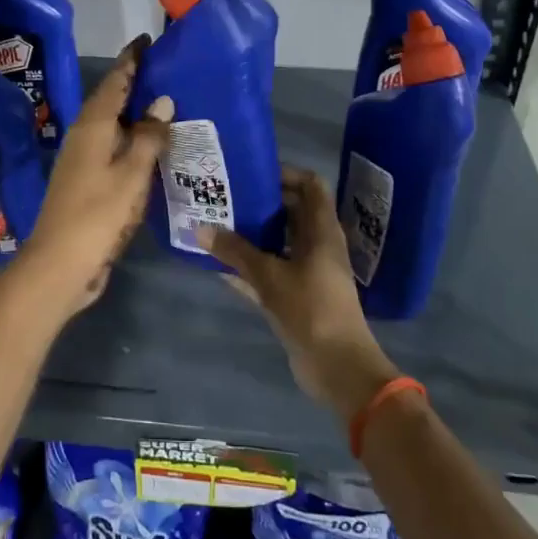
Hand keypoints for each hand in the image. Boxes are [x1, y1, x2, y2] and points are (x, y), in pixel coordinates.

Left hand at [12, 37, 173, 317]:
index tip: (148, 41)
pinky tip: (149, 147)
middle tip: (165, 69)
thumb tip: (162, 101)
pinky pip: (112, 148)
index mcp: (92, 126)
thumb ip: (147, 136)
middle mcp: (83, 136)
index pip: (114, 82)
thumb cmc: (97, 214)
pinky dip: (130, 139)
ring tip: (164, 103)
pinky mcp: (86, 182)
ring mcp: (82, 160)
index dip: (132, 60)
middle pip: (110, 100)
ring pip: (111, 125)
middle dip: (134, 83)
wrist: (60, 264)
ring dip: (133, 112)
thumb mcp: (131, 174)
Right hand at [201, 167, 398, 424]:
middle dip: (260, 203)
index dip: (285, 173)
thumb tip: (199, 227)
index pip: (310, 185)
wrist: (338, 368)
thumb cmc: (311, 310)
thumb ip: (235, 251)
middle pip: (291, 212)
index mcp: (322, 231)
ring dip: (251, 235)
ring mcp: (309, 273)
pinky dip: (249, 267)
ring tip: (216, 223)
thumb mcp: (270, 276)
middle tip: (224, 195)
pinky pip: (270, 272)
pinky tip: (218, 265)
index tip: (251, 171)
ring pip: (278, 243)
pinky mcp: (297, 297)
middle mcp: (318, 246)